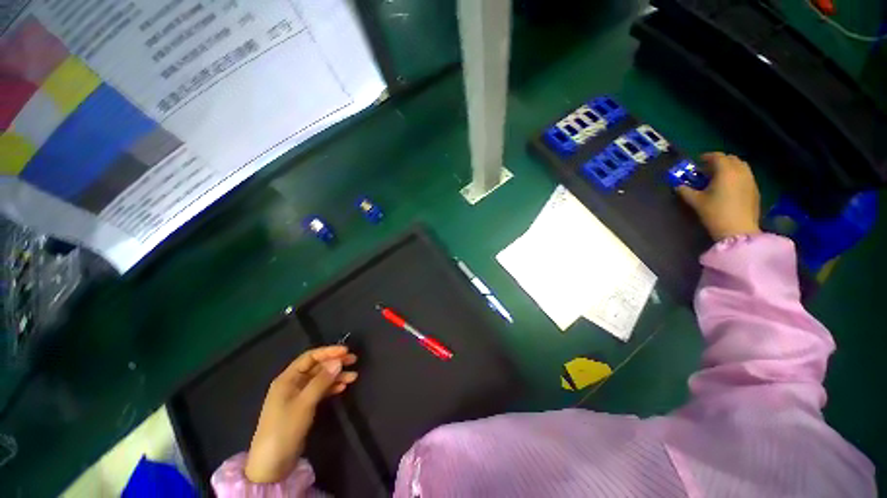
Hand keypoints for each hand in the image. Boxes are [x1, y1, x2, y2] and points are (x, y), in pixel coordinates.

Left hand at [245, 346, 357, 483]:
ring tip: (353, 377)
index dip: (328, 352)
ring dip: (336, 376)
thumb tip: (339, 361)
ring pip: (320, 379)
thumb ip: (322, 381)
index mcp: (287, 378)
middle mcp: (292, 383)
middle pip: (316, 367)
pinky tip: (342, 388)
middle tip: (354, 360)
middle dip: (335, 363)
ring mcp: (298, 396)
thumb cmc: (285, 428)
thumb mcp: (305, 403)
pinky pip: (320, 391)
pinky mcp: (303, 407)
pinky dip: (331, 388)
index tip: (346, 351)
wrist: (272, 463)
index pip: (310, 357)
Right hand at [676, 152, 761, 240]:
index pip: (717, 157)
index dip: (707, 157)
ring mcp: (750, 180)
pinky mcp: (755, 190)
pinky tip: (729, 186)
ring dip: (730, 167)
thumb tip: (678, 186)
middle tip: (708, 169)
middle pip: (732, 159)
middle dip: (720, 161)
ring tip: (719, 177)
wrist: (738, 230)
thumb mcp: (696, 202)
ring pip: (741, 166)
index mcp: (726, 171)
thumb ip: (685, 191)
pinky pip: (746, 176)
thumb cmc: (715, 213)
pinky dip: (737, 176)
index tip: (698, 161)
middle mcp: (740, 172)